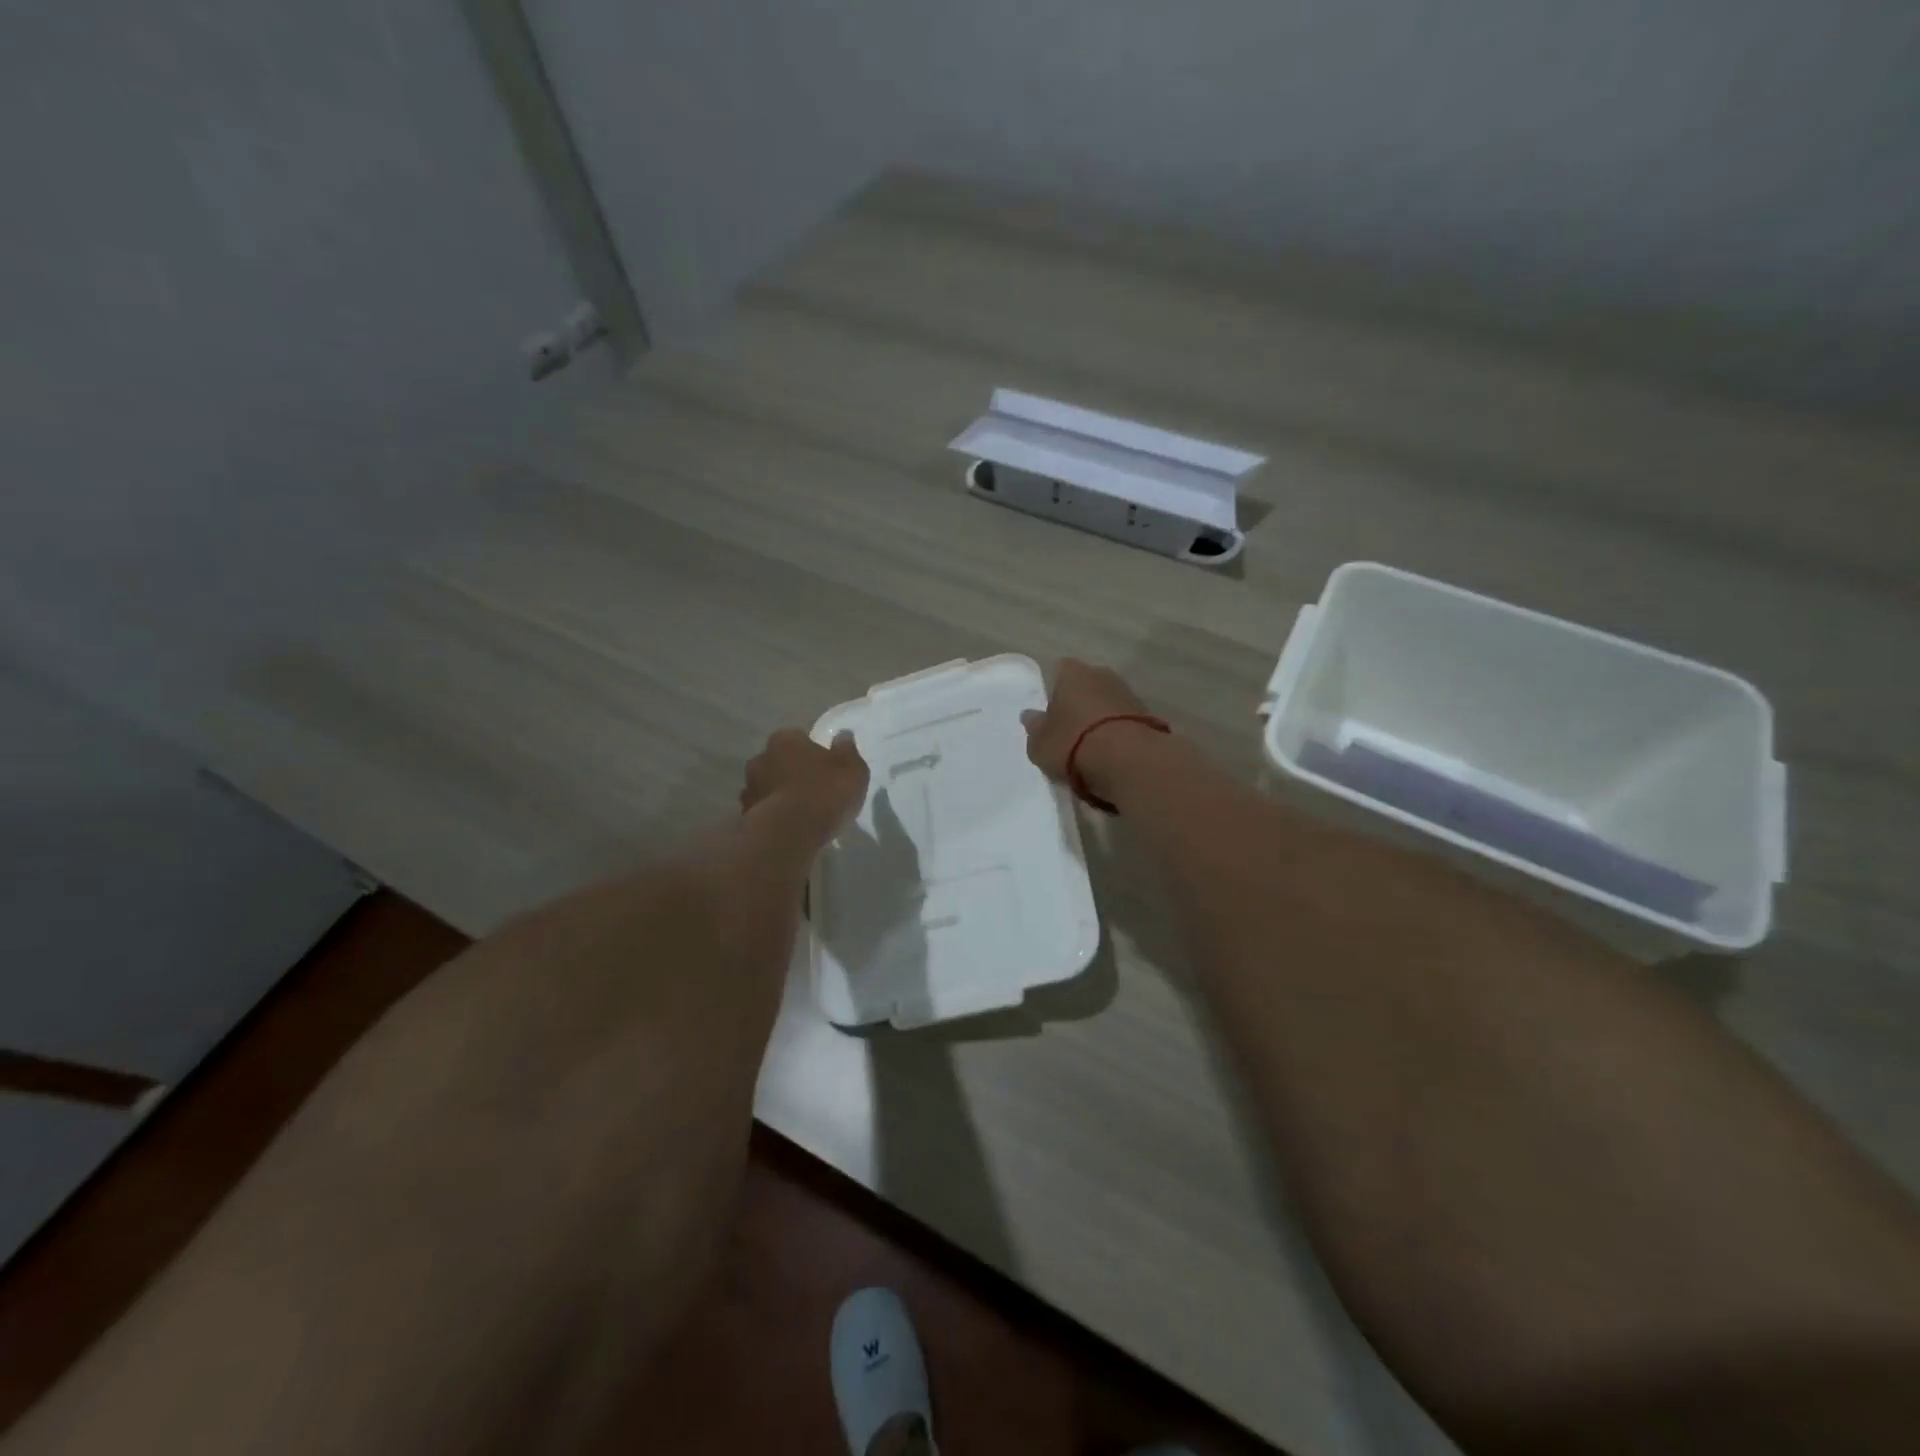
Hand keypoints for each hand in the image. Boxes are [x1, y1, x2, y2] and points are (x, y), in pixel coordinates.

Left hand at [740, 729, 869, 835]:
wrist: (790, 834)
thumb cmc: (825, 793)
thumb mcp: (852, 770)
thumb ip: (847, 751)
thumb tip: (843, 736)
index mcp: (786, 740)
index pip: (798, 738)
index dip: (811, 751)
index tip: (823, 766)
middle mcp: (761, 758)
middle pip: (779, 761)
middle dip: (791, 771)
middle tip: (811, 788)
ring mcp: (749, 788)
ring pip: (767, 785)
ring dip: (779, 793)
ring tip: (800, 811)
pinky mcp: (744, 815)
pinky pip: (763, 810)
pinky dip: (772, 814)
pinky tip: (788, 826)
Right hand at [1022, 659, 1164, 801]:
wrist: (1129, 761)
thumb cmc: (1074, 744)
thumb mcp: (1040, 744)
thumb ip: (1034, 728)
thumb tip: (1031, 716)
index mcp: (1072, 673)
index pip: (1059, 671)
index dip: (1053, 691)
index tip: (1050, 715)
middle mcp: (1102, 674)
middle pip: (1086, 685)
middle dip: (1078, 704)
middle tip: (1068, 732)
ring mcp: (1128, 693)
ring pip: (1107, 703)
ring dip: (1100, 719)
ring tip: (1091, 749)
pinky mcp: (1148, 716)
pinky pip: (1124, 721)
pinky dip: (1117, 733)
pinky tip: (1111, 755)